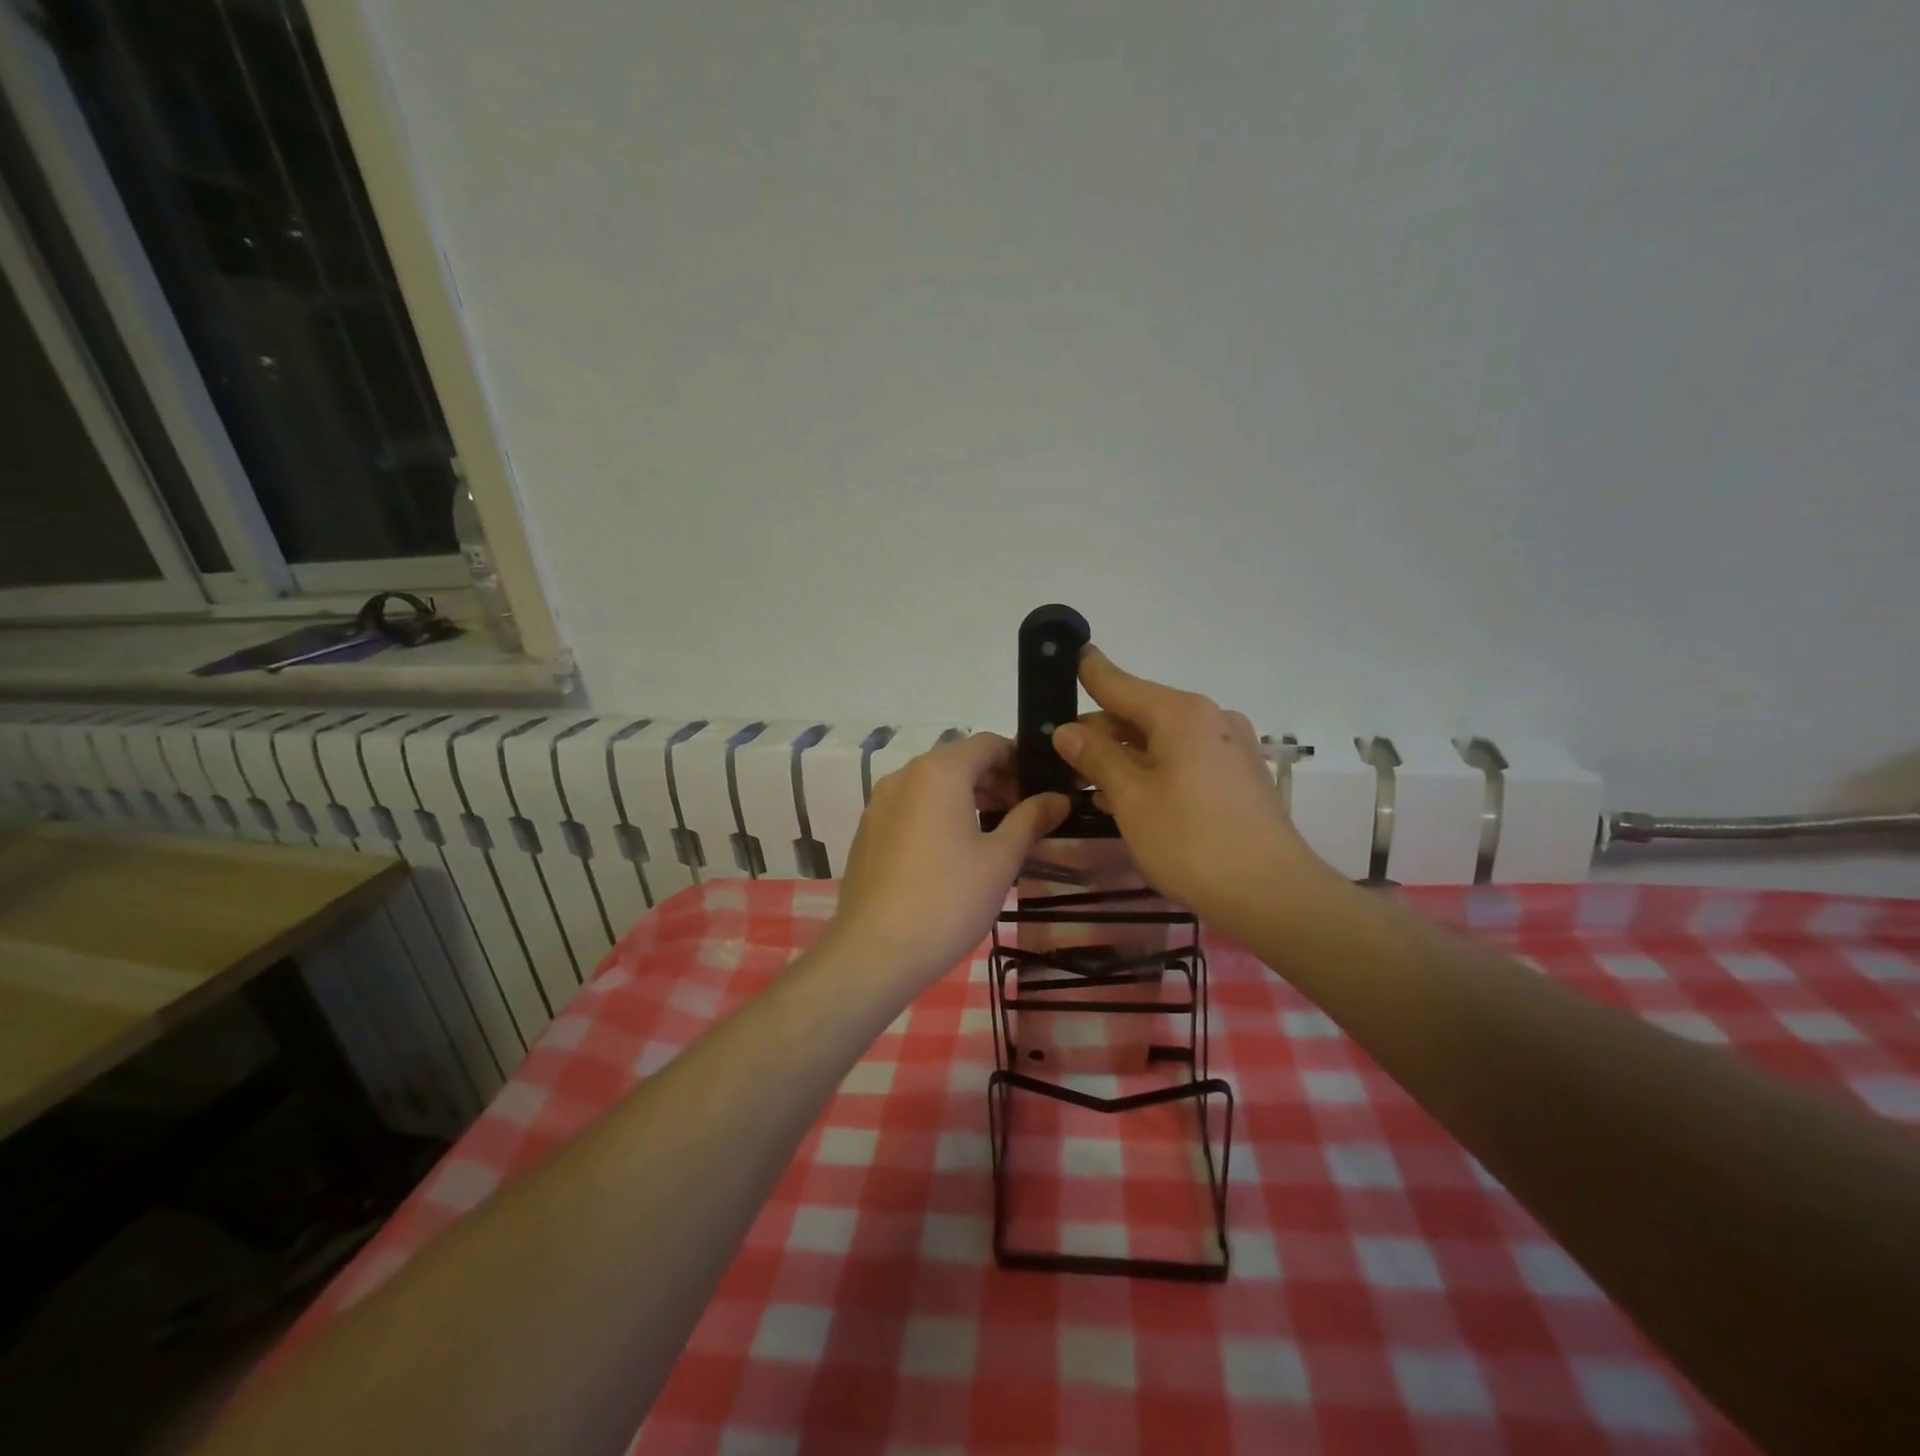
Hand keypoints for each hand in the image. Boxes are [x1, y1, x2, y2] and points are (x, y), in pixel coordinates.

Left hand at [830, 733, 1069, 985]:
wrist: (873, 952)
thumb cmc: (947, 900)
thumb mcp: (1000, 859)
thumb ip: (1030, 820)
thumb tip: (1058, 798)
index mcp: (939, 772)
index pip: (988, 743)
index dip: (1021, 759)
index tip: (1044, 787)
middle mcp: (904, 776)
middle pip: (959, 762)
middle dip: (996, 781)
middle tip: (1028, 815)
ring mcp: (879, 803)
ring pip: (933, 786)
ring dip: (968, 798)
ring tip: (998, 834)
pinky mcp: (868, 832)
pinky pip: (912, 808)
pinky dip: (939, 815)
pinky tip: (956, 853)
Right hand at [1052, 647, 1332, 933]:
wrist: (1273, 894)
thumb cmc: (1191, 841)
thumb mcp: (1131, 798)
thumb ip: (1097, 757)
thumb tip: (1067, 730)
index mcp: (1182, 714)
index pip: (1121, 683)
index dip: (1090, 672)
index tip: (1070, 655)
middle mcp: (1210, 719)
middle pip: (1141, 714)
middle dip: (1099, 732)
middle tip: (1059, 754)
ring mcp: (1230, 748)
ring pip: (1162, 741)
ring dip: (1123, 757)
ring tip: (1084, 781)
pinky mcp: (1239, 777)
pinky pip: (1184, 761)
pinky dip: (1152, 772)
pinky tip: (1126, 798)